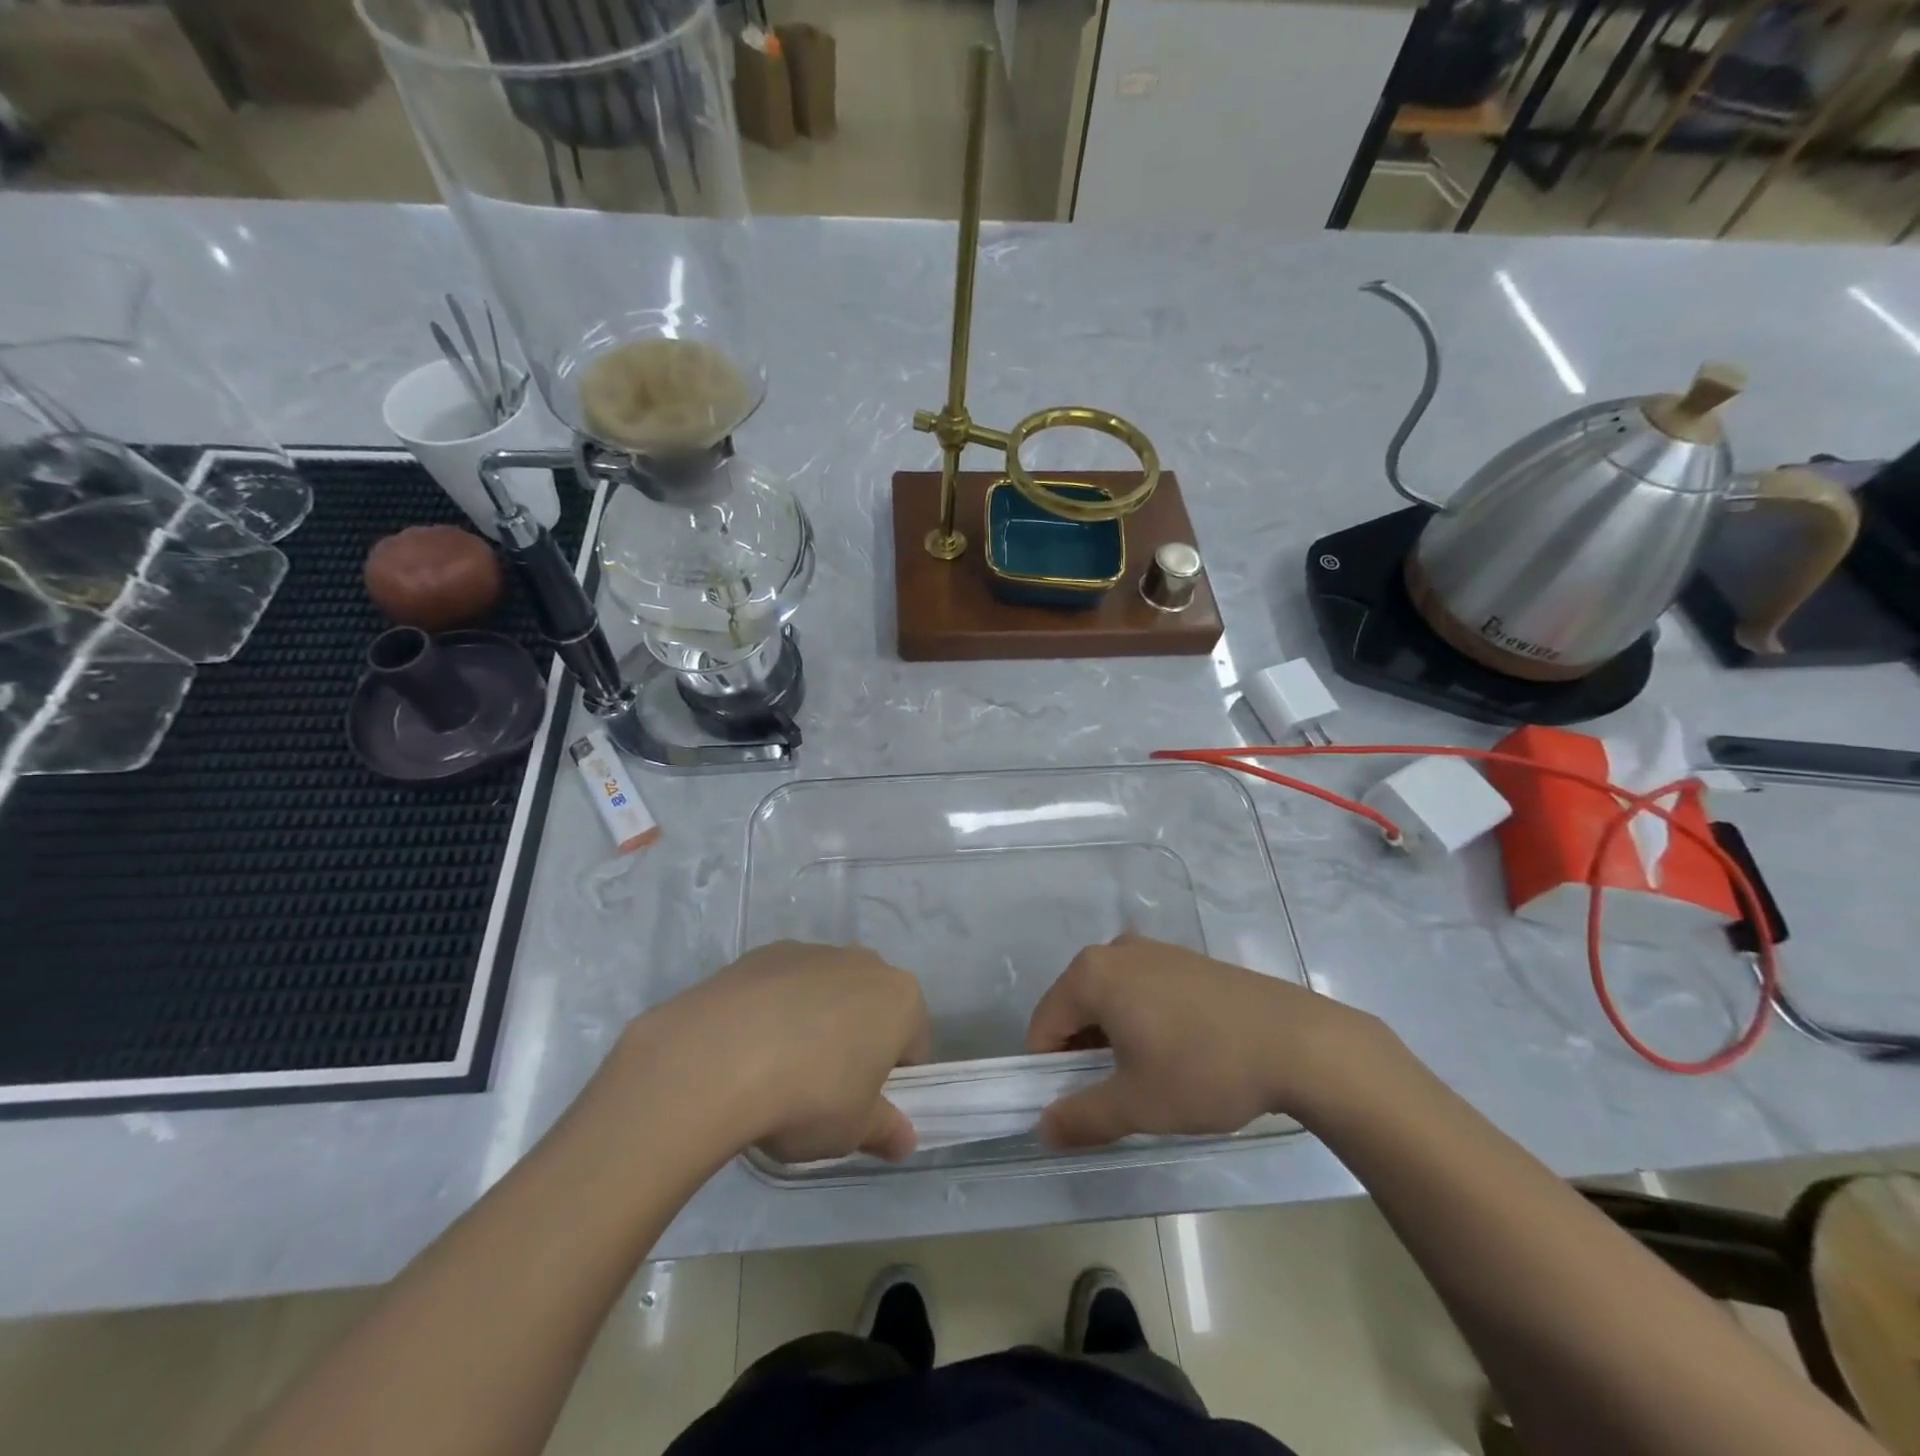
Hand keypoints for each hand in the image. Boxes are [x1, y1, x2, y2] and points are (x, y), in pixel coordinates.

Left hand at [623, 941, 930, 1164]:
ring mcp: (812, 951)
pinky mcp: (764, 953)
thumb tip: (905, 1141)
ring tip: (776, 1071)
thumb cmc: (808, 1096)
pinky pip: (783, 985)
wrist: (716, 1058)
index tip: (863, 1108)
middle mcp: (864, 962)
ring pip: (826, 993)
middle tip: (823, 1091)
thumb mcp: (853, 1130)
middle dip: (855, 1043)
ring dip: (815, 1023)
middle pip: (870, 1008)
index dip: (892, 1081)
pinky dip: (774, 1010)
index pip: (912, 1044)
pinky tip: (747, 1046)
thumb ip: (885, 1130)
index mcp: (900, 998)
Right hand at [1024, 934, 1393, 1148]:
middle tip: (1112, 1096)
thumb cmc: (1203, 1069)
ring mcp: (1155, 950)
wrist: (1298, 1042)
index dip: (1047, 1071)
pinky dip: (1141, 1022)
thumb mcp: (1137, 1104)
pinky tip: (1177, 1055)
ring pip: (1110, 1000)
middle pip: (1075, 1007)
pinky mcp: (1186, 960)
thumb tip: (1043, 1128)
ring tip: (1148, 1080)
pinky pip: (1142, 990)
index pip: (1044, 1025)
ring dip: (1112, 1040)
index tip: (1073, 1106)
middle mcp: (1116, 951)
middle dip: (1081, 1054)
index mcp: (1092, 974)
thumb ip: (1081, 1117)